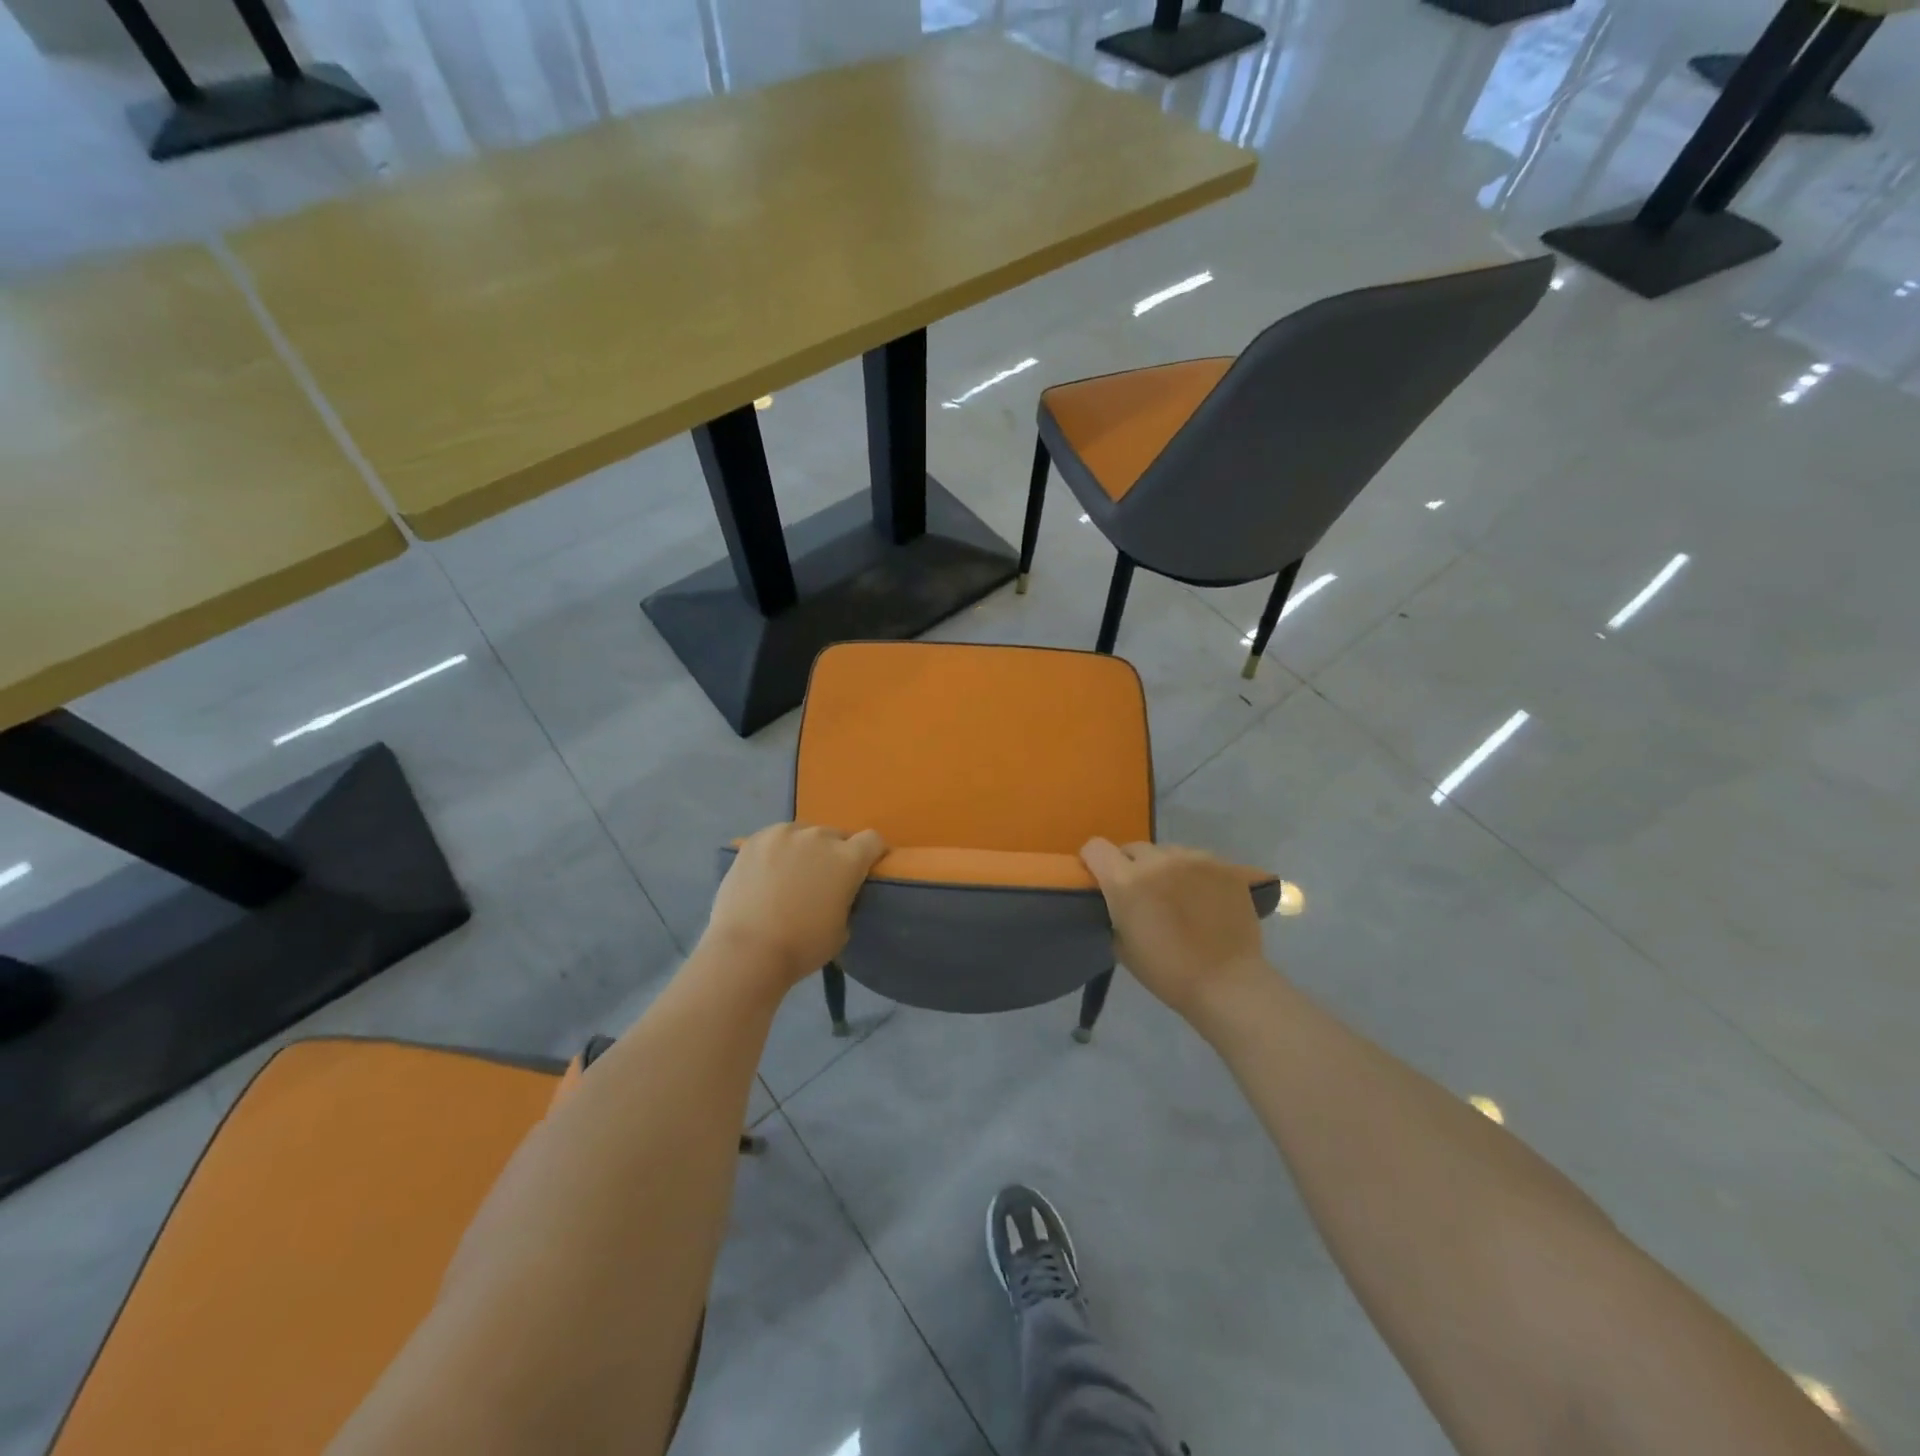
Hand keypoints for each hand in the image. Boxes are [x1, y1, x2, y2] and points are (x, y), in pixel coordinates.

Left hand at [704, 823, 887, 988]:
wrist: (747, 951)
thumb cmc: (802, 947)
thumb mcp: (842, 928)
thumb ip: (846, 899)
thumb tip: (836, 892)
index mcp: (848, 859)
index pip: (873, 840)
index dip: (872, 853)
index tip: (864, 869)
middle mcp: (819, 837)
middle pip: (836, 836)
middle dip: (834, 853)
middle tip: (822, 879)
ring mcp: (784, 834)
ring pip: (804, 834)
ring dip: (804, 849)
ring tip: (789, 874)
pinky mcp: (754, 840)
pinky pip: (774, 839)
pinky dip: (776, 851)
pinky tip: (765, 873)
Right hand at [1080, 839, 1268, 1018]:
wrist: (1227, 984)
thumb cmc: (1167, 972)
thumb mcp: (1121, 945)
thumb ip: (1114, 910)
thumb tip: (1116, 899)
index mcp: (1126, 881)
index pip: (1095, 848)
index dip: (1093, 861)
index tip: (1100, 878)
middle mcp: (1157, 861)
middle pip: (1133, 848)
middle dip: (1131, 866)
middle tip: (1143, 893)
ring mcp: (1194, 859)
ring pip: (1167, 851)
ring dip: (1164, 867)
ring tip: (1178, 894)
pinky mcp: (1223, 865)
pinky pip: (1198, 859)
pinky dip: (1194, 873)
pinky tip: (1204, 897)